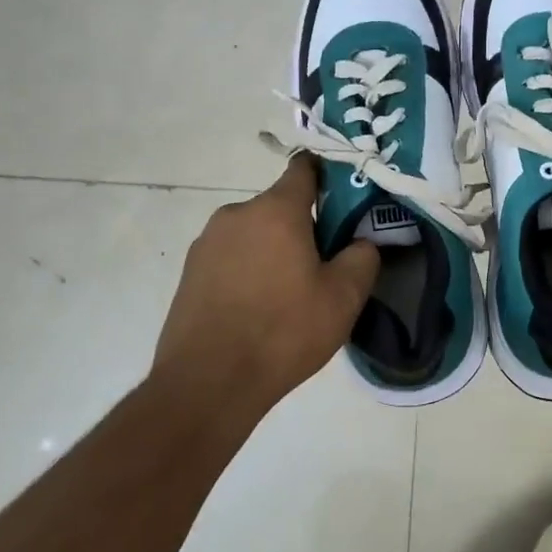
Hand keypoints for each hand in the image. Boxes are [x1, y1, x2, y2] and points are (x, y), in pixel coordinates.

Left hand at [152, 156, 379, 406]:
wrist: (207, 383)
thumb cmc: (283, 332)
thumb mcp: (343, 298)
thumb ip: (362, 257)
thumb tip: (361, 242)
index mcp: (276, 210)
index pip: (304, 169)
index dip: (328, 177)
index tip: (345, 200)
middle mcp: (237, 214)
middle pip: (280, 206)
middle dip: (303, 227)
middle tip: (323, 266)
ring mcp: (207, 243)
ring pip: (254, 234)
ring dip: (274, 250)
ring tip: (288, 295)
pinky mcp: (190, 272)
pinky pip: (231, 258)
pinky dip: (248, 271)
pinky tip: (257, 310)